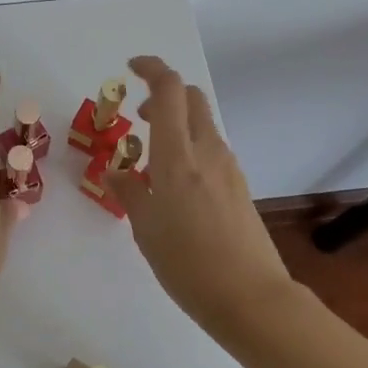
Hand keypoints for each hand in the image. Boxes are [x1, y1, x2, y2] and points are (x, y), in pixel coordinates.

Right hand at [106, 56, 293, 330]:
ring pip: (202, 123)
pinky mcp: (239, 186)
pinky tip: (175, 184)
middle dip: (165, 93)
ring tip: (152, 157)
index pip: (169, 89)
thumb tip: (116, 171)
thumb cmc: (188, 263)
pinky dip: (190, 147)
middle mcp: (207, 150)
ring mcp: (228, 167)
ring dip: (177, 123)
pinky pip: (211, 149)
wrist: (251, 299)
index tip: (131, 67)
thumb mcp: (145, 228)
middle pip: (191, 97)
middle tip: (141, 116)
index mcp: (178, 155)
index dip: (151, 68)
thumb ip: (129, 191)